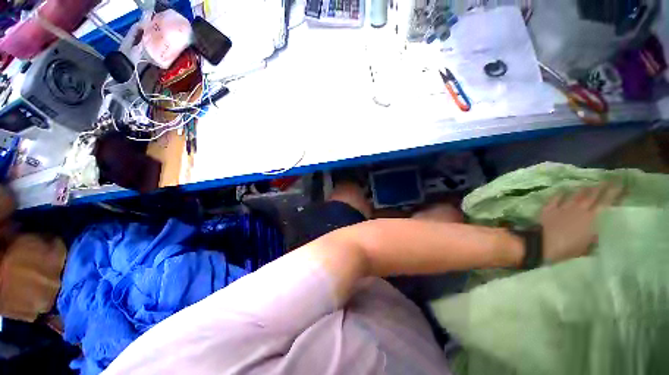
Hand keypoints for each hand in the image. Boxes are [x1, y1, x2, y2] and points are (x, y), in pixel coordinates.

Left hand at [540, 184, 624, 262]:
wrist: (542, 243)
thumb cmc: (567, 248)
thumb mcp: (585, 247)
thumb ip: (592, 238)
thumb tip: (596, 234)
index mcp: (590, 219)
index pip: (605, 203)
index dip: (613, 193)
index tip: (620, 184)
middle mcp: (578, 209)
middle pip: (590, 195)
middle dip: (600, 187)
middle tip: (607, 180)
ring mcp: (562, 207)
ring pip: (575, 195)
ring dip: (582, 189)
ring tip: (588, 185)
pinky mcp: (548, 208)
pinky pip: (555, 198)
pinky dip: (560, 194)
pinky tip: (563, 190)